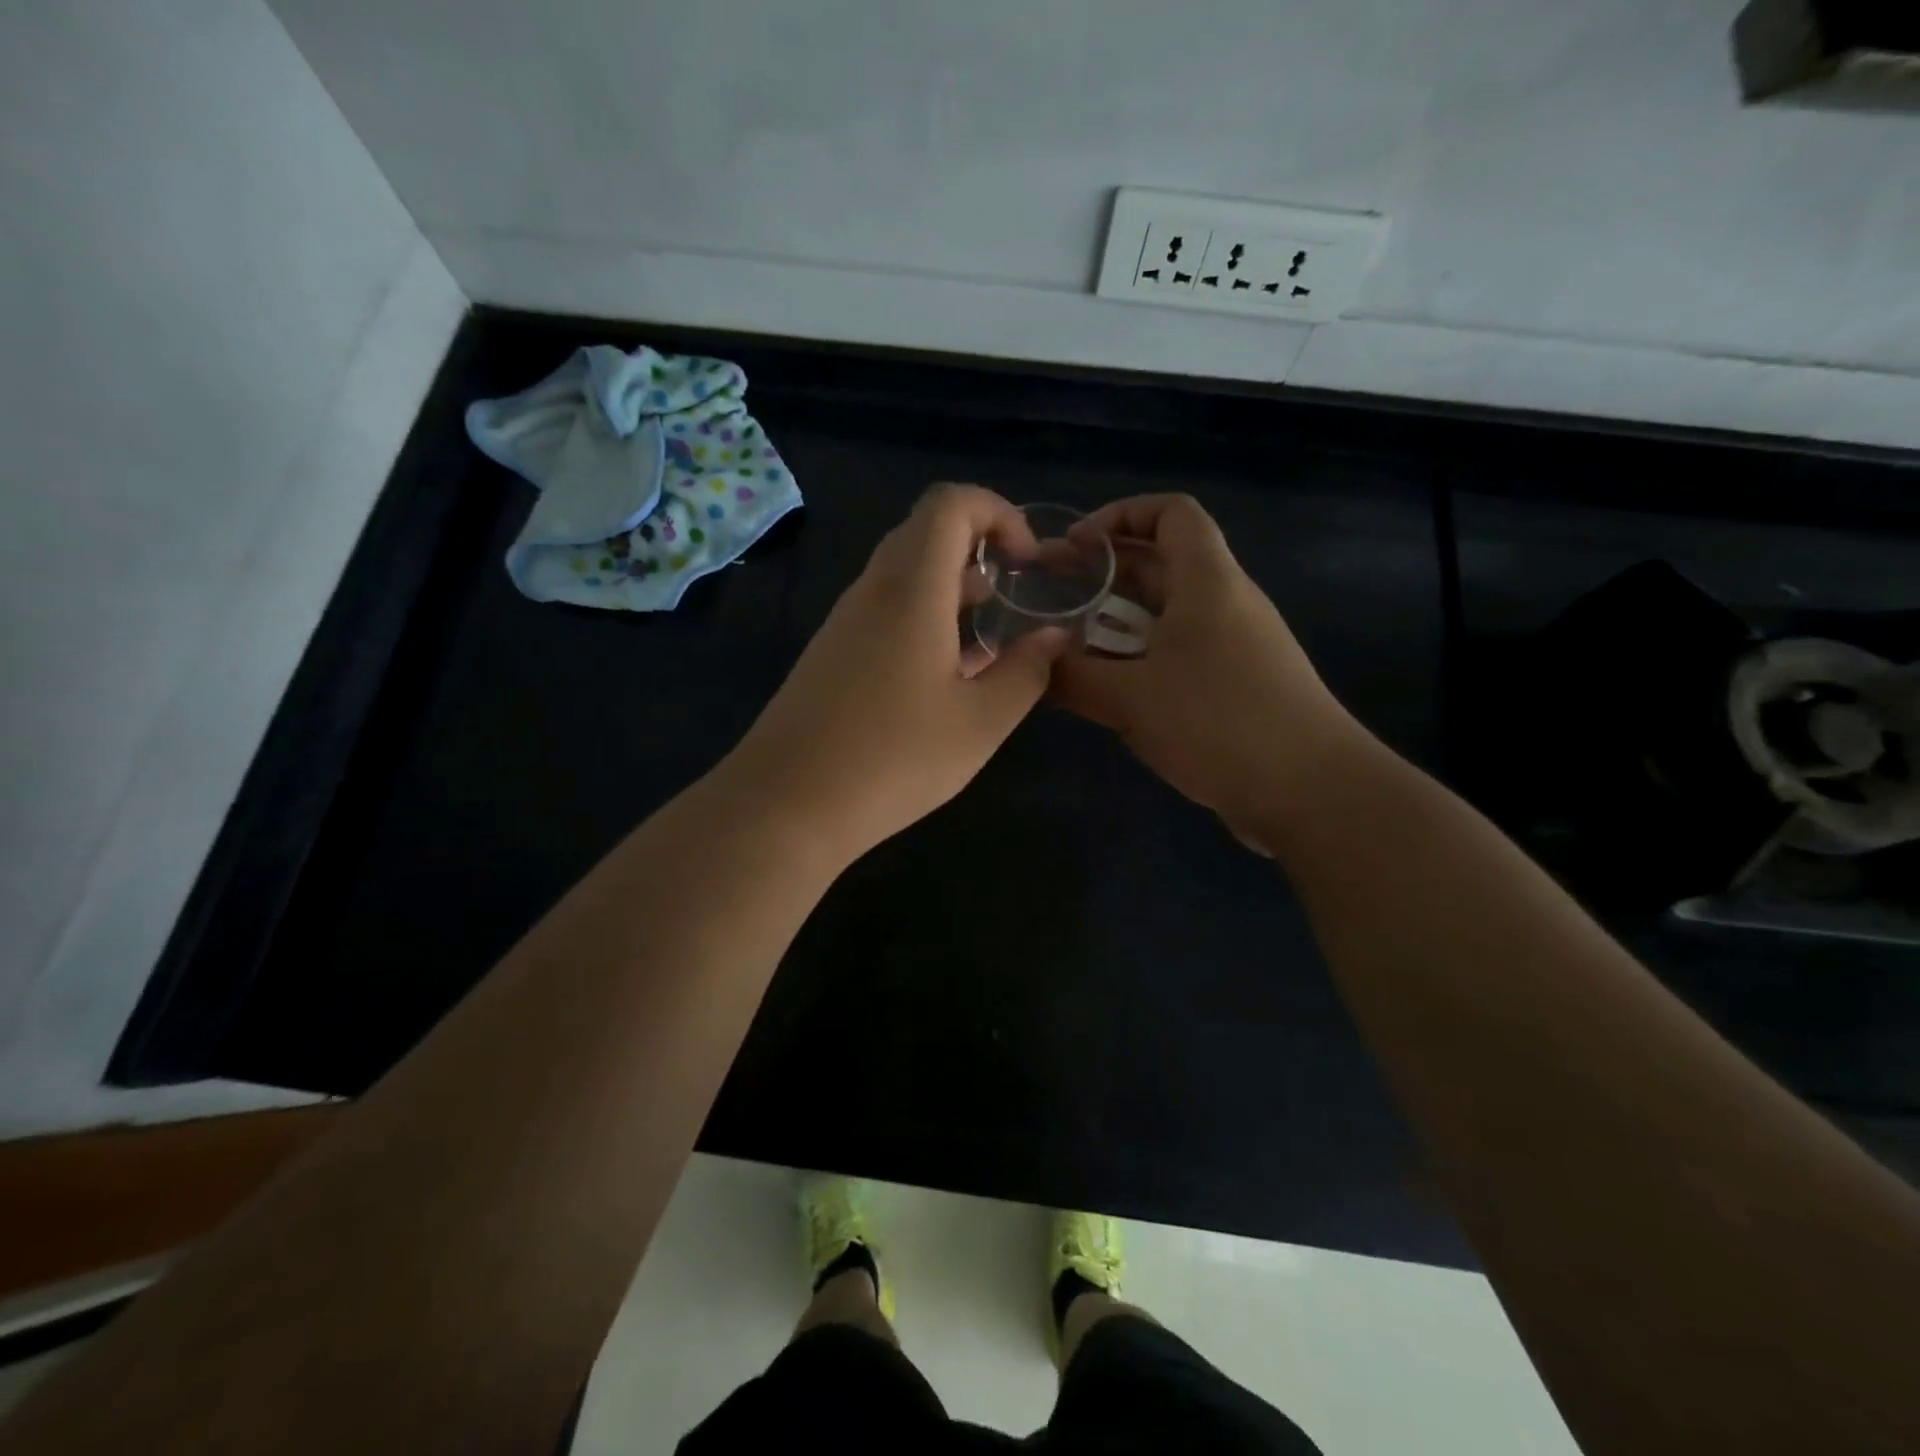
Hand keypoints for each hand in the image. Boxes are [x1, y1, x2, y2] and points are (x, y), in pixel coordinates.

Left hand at [724, 484, 1067, 862]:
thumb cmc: (894, 759)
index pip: (951, 504)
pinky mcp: (830, 654)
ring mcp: (845, 622)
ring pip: (904, 575)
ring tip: (990, 636)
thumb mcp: (980, 722)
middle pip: (926, 532)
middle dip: (980, 548)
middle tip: (1015, 593)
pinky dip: (924, 619)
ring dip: (952, 588)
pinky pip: (884, 611)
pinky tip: (945, 676)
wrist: (786, 805)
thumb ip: (1027, 672)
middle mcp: (872, 590)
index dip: (999, 513)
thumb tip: (1055, 636)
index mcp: (911, 588)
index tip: (1029, 562)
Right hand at [1051, 494, 1362, 850]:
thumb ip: (1073, 676)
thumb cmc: (1219, 724)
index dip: (1120, 516)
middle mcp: (1225, 602)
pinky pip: (1179, 654)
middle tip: (1050, 596)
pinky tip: (1110, 692)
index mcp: (1207, 582)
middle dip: (1104, 573)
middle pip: (1162, 563)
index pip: (1171, 513)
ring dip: (1117, 623)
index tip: (1074, 548)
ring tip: (1068, 648)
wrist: (1312, 792)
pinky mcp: (1238, 685)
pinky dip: (1140, 660)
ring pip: (1168, 614)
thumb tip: (1035, 660)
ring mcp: (1235, 646)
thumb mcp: (1130, 699)